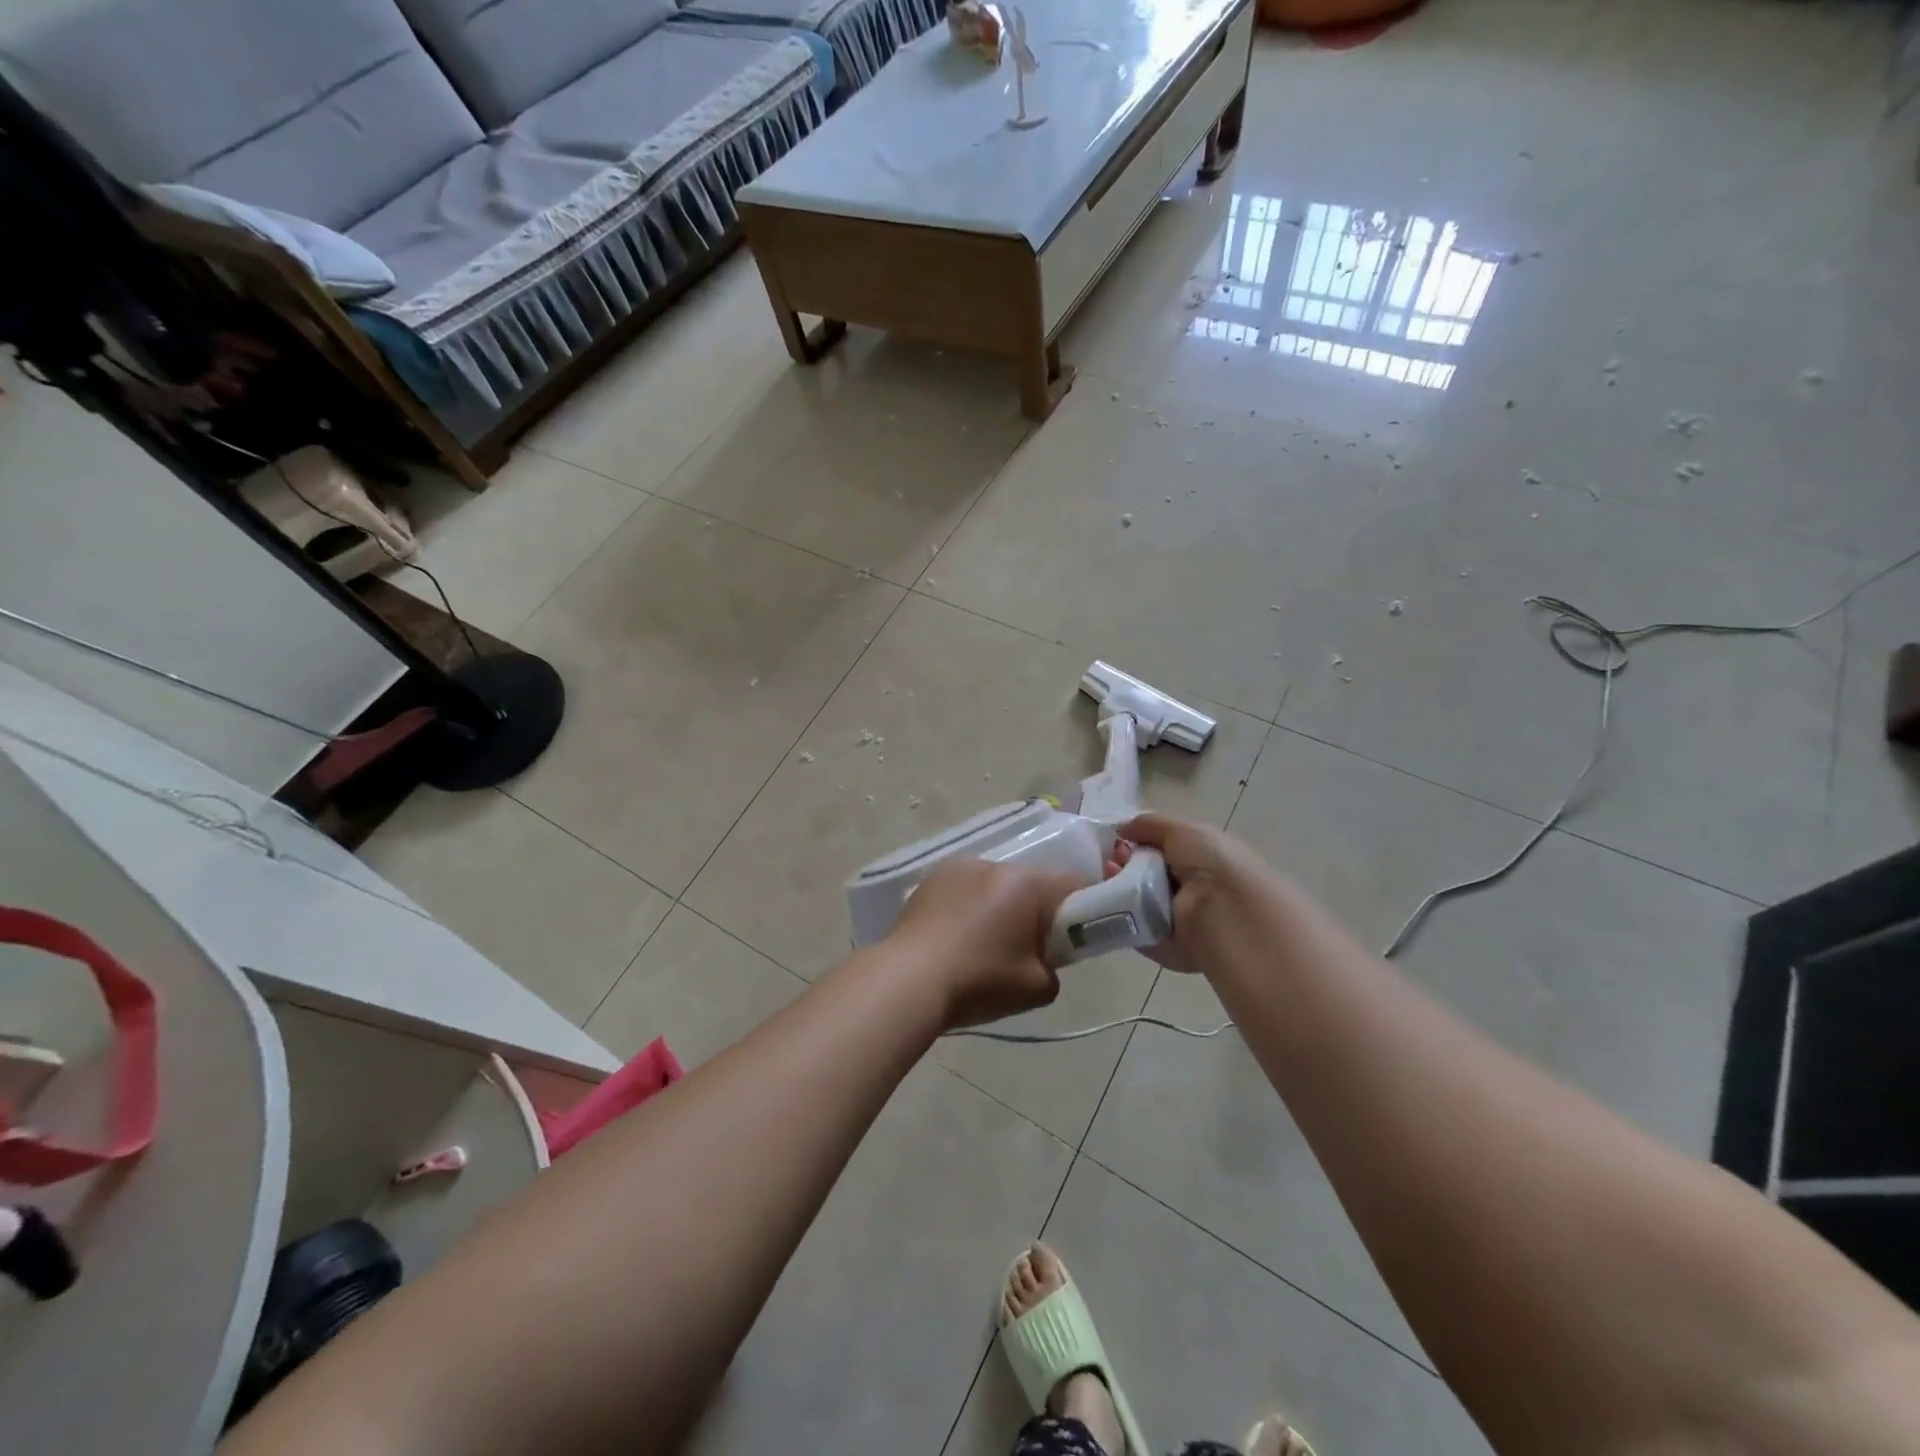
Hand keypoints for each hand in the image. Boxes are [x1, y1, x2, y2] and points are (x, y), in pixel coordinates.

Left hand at [884, 858, 1087, 1029]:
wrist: (907, 980)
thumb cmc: (979, 980)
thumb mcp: (1038, 988)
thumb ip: (1054, 968)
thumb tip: (1044, 959)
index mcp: (1027, 883)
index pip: (1073, 882)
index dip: (1082, 907)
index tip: (1074, 935)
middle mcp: (994, 864)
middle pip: (1030, 882)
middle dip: (1036, 909)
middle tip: (1029, 947)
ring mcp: (958, 867)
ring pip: (995, 884)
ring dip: (999, 905)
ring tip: (984, 944)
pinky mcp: (929, 879)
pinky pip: (964, 888)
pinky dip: (968, 906)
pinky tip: (956, 938)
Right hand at [1115, 813, 1272, 974]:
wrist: (1229, 914)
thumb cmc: (1213, 864)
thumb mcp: (1184, 831)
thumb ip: (1150, 825)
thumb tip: (1122, 827)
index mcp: (1201, 860)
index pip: (1162, 850)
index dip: (1138, 843)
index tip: (1120, 840)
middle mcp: (1190, 889)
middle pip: (1144, 874)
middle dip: (1124, 863)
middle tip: (1112, 861)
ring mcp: (1177, 920)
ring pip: (1135, 901)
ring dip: (1117, 887)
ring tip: (1109, 876)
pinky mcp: (1164, 946)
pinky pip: (1134, 929)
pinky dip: (1119, 916)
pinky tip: (1110, 900)